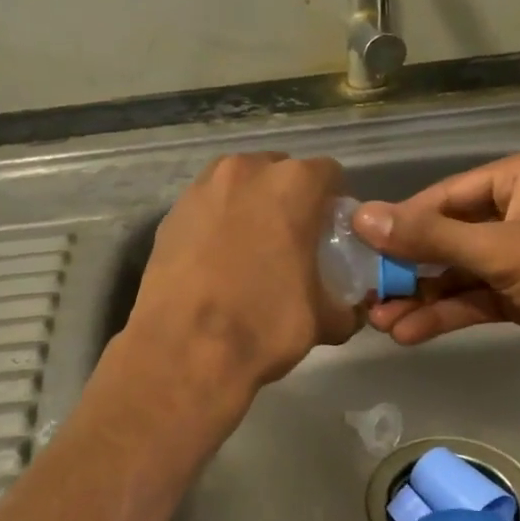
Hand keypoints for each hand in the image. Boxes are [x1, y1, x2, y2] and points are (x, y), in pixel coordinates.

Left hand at [119, 152, 359, 412]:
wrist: (185, 349)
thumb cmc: (264, 324)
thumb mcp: (323, 320)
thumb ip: (344, 306)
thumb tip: (348, 310)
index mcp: (293, 184)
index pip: (328, 174)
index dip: (333, 202)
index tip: (331, 231)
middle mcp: (246, 171)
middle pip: (279, 172)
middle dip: (289, 198)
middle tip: (292, 239)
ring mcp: (202, 188)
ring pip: (238, 184)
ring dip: (250, 205)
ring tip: (251, 247)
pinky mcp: (171, 213)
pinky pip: (206, 207)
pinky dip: (216, 222)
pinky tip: (217, 260)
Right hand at [352, 151, 519, 382]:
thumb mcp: (502, 250)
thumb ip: (430, 238)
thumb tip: (362, 217)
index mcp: (518, 179)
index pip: (443, 197)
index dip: (401, 223)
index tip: (360, 248)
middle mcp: (518, 211)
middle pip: (448, 237)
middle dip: (408, 268)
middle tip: (366, 294)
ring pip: (460, 273)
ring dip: (423, 297)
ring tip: (379, 322)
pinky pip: (479, 298)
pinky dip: (449, 314)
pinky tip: (411, 333)